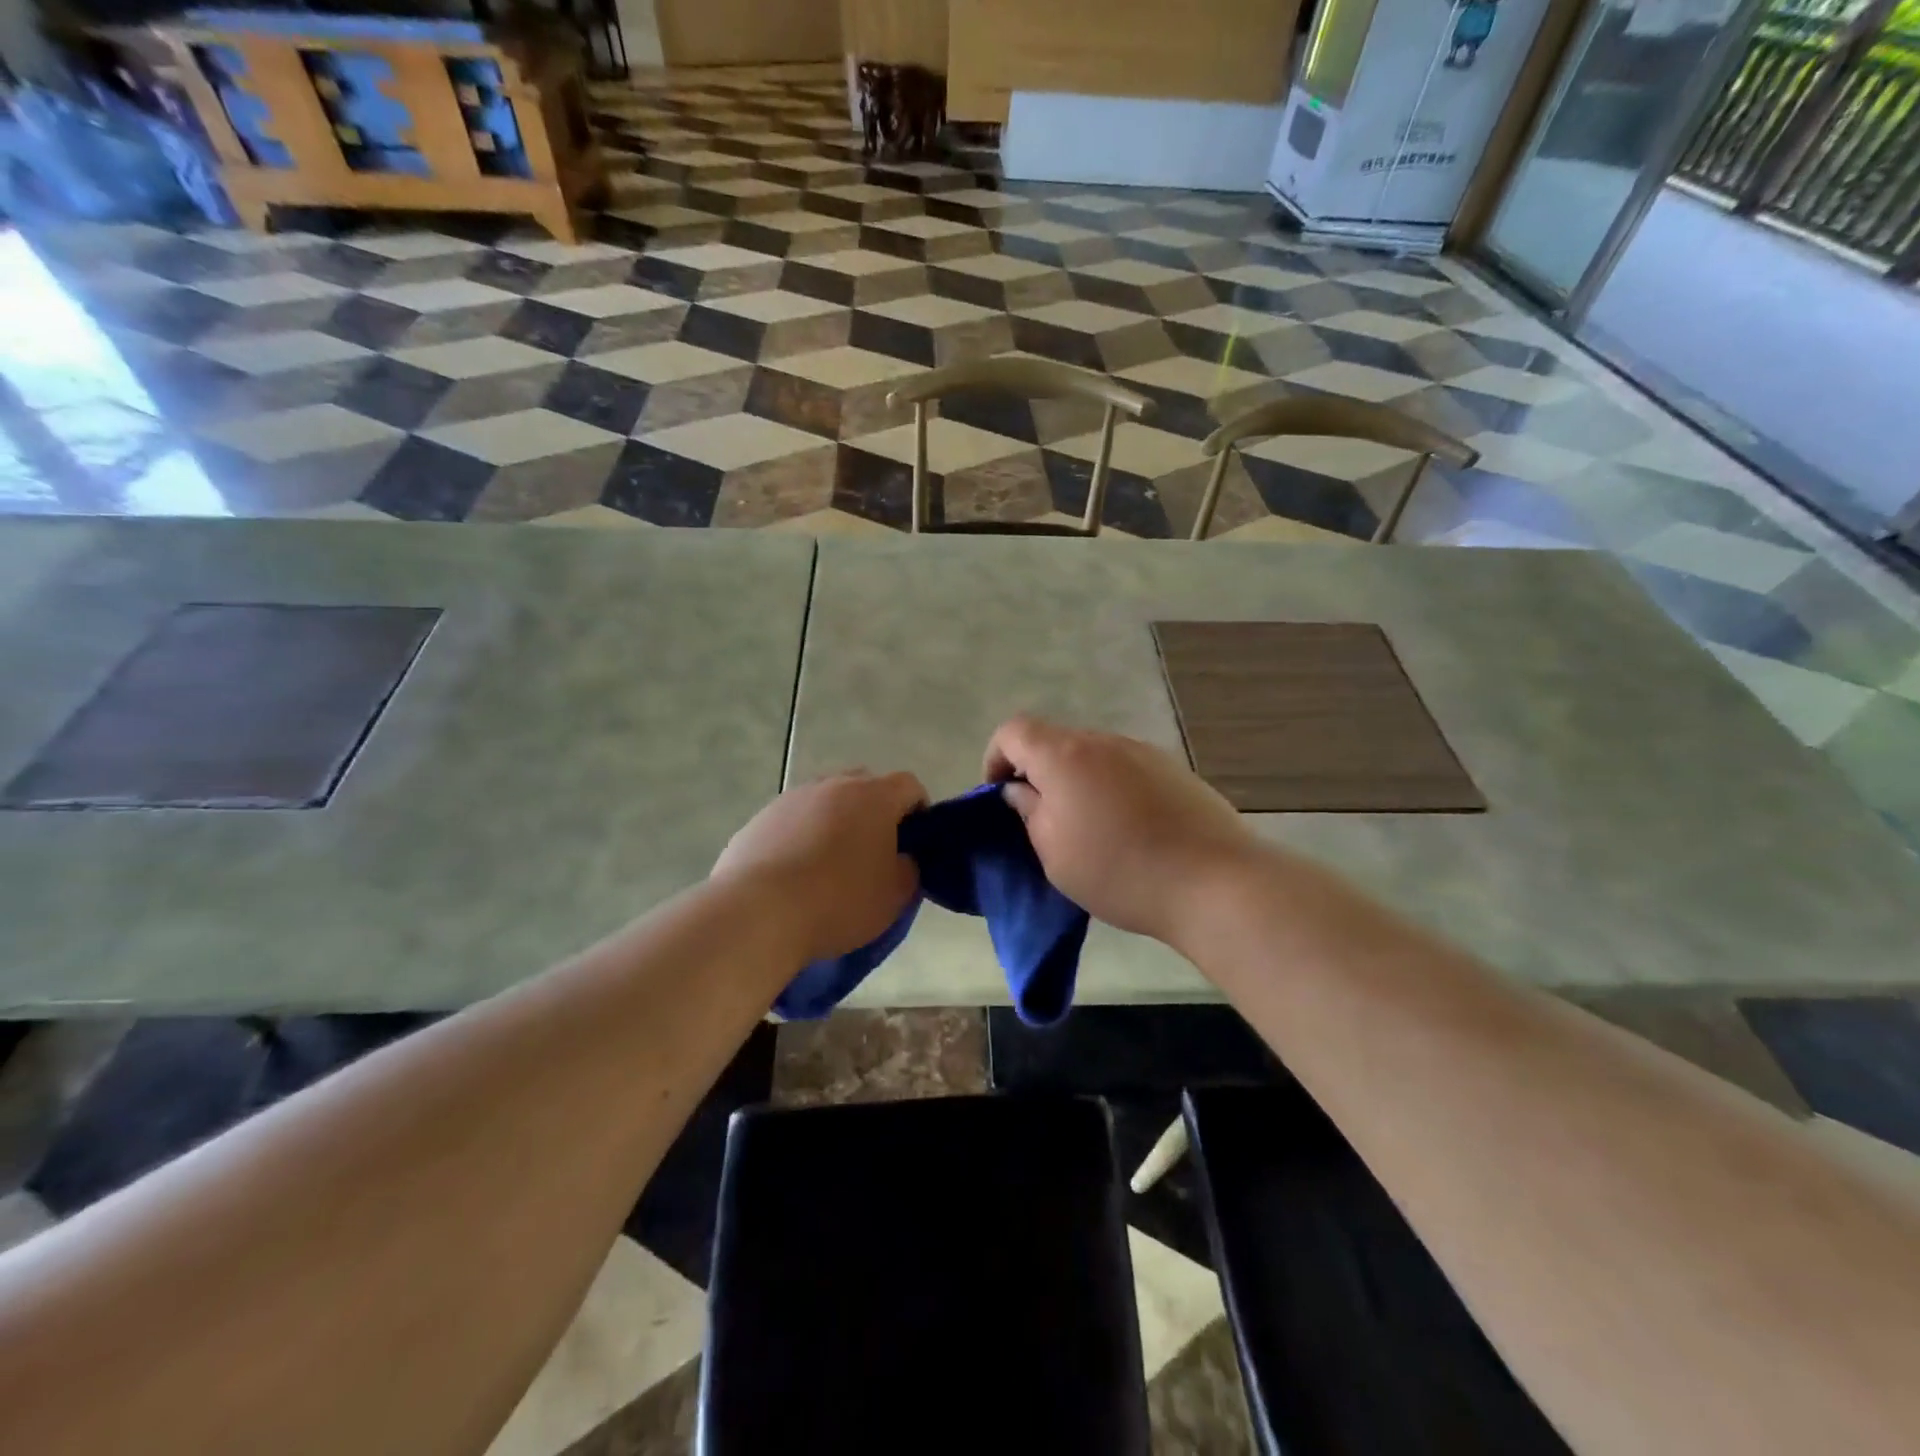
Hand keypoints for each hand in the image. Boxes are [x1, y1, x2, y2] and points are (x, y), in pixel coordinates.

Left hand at [712, 770, 927, 963]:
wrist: (758, 913)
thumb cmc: (839, 901)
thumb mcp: (894, 895)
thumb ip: (909, 869)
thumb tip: (902, 858)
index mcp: (874, 796)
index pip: (909, 786)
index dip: (919, 811)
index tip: (915, 843)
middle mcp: (833, 785)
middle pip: (865, 785)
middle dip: (875, 811)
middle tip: (874, 851)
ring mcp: (792, 798)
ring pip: (825, 801)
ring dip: (835, 822)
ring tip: (830, 865)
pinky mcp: (760, 818)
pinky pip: (793, 821)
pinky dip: (801, 837)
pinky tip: (795, 874)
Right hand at [983, 717, 1259, 947]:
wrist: (1213, 881)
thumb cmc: (1118, 870)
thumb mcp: (1053, 852)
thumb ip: (1029, 811)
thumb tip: (1020, 789)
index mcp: (1065, 755)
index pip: (1014, 731)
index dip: (996, 758)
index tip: (1000, 796)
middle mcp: (1103, 741)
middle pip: (1055, 741)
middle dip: (1037, 772)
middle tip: (1041, 818)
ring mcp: (1143, 752)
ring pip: (1092, 755)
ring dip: (1076, 781)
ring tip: (1087, 827)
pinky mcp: (1174, 770)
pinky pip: (1125, 769)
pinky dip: (1111, 788)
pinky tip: (1128, 828)